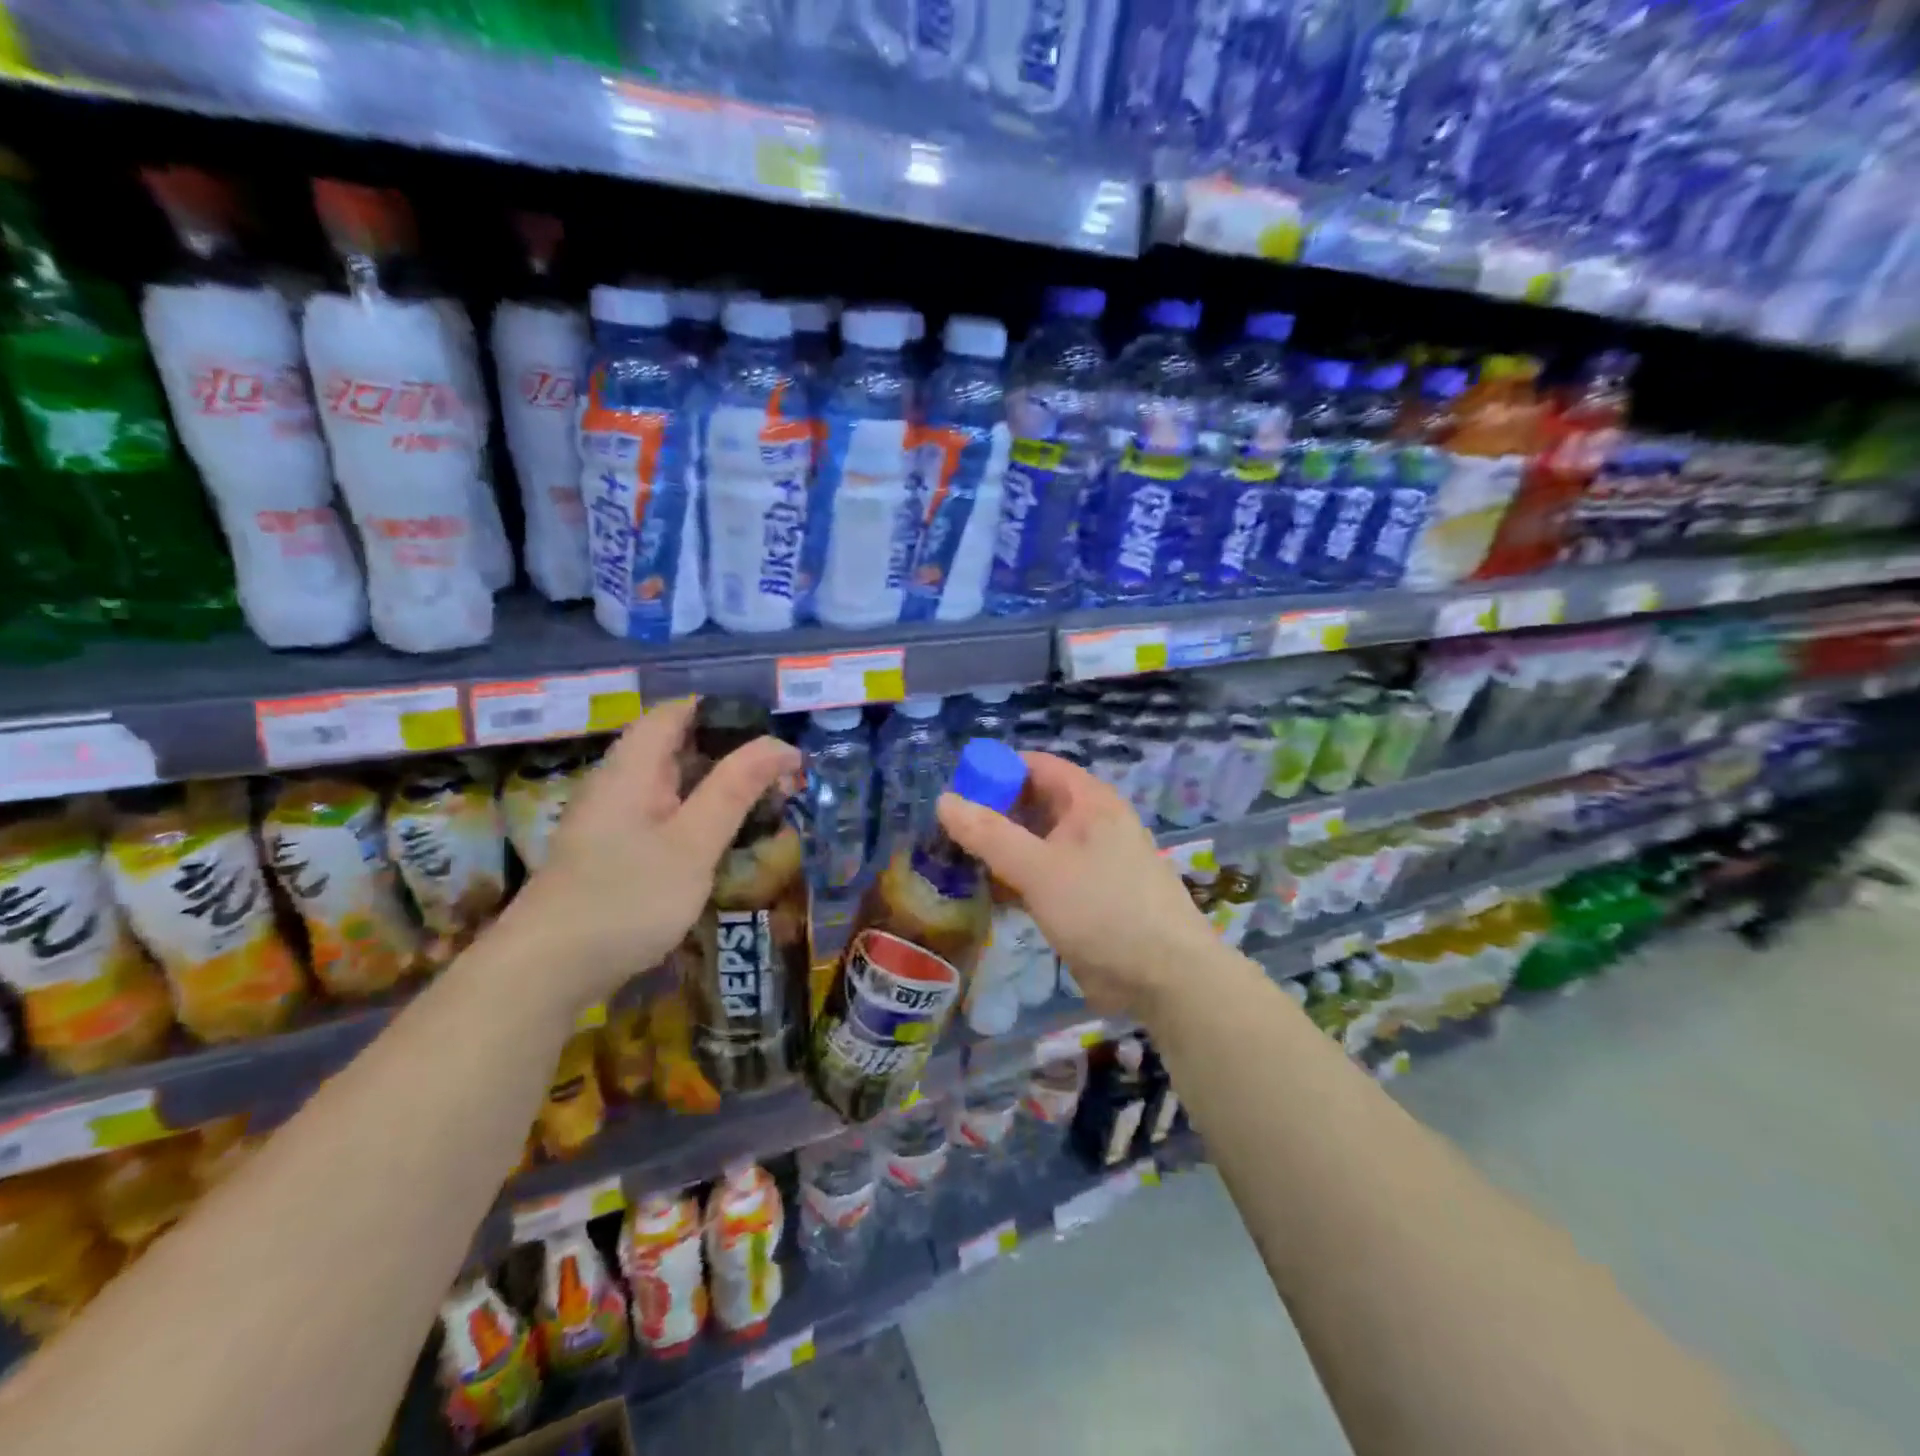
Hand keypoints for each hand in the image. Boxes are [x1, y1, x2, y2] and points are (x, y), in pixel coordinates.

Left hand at [493, 698, 799, 1009]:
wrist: (546, 973)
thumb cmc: (626, 899)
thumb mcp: (693, 842)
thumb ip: (736, 789)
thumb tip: (781, 744)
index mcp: (633, 767)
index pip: (679, 711)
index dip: (727, 713)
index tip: (773, 736)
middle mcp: (618, 782)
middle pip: (678, 745)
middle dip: (731, 753)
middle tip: (782, 779)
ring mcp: (612, 817)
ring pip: (673, 783)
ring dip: (718, 787)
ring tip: (765, 806)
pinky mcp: (612, 850)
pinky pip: (662, 814)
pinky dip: (697, 816)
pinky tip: (721, 841)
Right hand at [937, 751, 1217, 1021]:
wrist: (1165, 978)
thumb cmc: (1103, 909)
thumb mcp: (1039, 868)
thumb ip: (989, 834)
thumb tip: (944, 800)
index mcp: (1088, 801)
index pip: (1035, 766)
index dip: (996, 771)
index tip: (957, 791)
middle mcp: (1089, 824)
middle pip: (1032, 804)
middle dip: (992, 814)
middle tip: (946, 831)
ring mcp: (1088, 862)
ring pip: (1034, 843)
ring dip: (1000, 850)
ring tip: (954, 860)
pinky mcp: (1083, 898)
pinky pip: (1041, 876)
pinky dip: (1014, 879)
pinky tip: (984, 893)